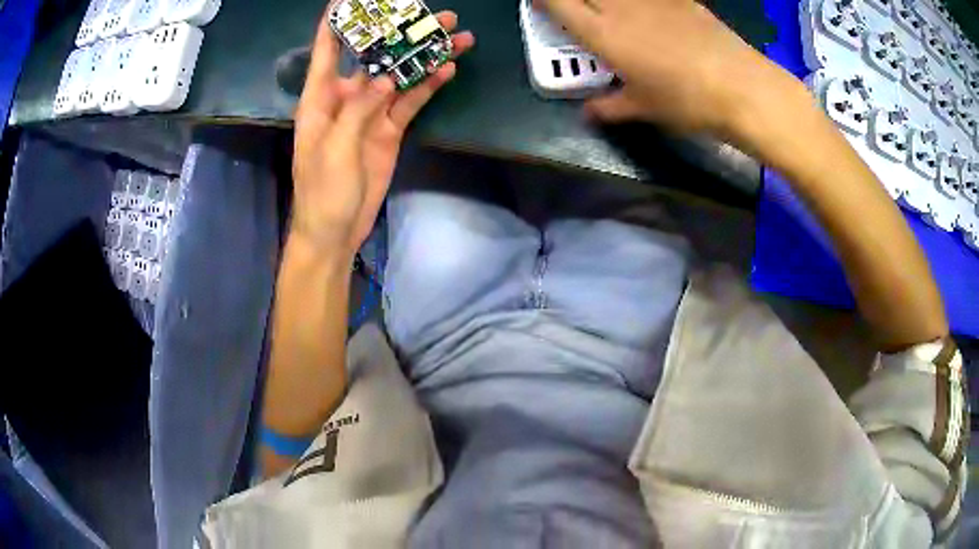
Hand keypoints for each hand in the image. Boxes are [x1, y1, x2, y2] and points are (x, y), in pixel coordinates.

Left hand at [292, 10, 474, 255]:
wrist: (335, 230)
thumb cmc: (321, 191)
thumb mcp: (334, 149)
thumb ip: (358, 110)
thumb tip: (387, 78)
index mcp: (320, 97)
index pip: (328, 48)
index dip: (338, 20)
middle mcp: (345, 96)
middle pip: (375, 56)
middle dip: (401, 33)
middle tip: (434, 15)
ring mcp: (370, 112)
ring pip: (400, 75)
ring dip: (425, 57)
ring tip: (455, 36)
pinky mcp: (389, 129)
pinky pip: (411, 101)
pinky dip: (428, 86)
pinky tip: (448, 69)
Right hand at [542, 0, 795, 137]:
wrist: (740, 86)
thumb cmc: (686, 101)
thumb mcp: (644, 109)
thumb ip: (610, 107)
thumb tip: (588, 113)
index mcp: (603, 34)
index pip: (559, 4)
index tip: (538, 0)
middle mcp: (620, 7)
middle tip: (575, 7)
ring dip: (606, 0)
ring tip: (612, 12)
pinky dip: (641, 2)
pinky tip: (646, 11)